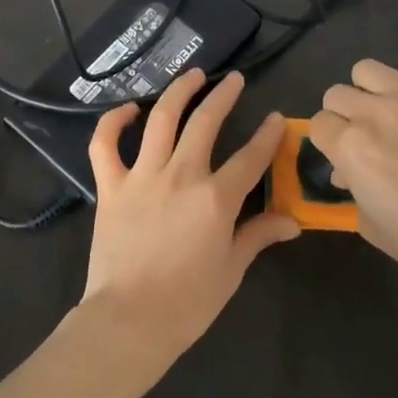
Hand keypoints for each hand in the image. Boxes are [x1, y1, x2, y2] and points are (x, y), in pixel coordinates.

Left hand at [80, 68, 298, 372]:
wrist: (128, 322)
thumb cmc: (187, 302)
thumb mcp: (231, 269)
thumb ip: (259, 236)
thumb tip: (292, 222)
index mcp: (216, 198)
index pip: (251, 157)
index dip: (268, 135)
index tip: (276, 119)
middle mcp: (181, 175)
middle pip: (206, 123)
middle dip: (224, 96)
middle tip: (234, 80)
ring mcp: (142, 177)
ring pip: (161, 120)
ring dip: (179, 92)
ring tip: (193, 75)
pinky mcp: (111, 187)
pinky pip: (105, 145)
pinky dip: (113, 123)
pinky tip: (128, 110)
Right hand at [310, 33, 397, 301]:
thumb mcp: (373, 226)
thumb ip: (353, 192)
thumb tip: (347, 172)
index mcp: (351, 147)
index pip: (318, 124)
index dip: (330, 143)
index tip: (345, 158)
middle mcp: (375, 113)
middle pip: (337, 94)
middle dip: (345, 117)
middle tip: (368, 139)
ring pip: (366, 68)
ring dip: (371, 89)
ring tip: (390, 110)